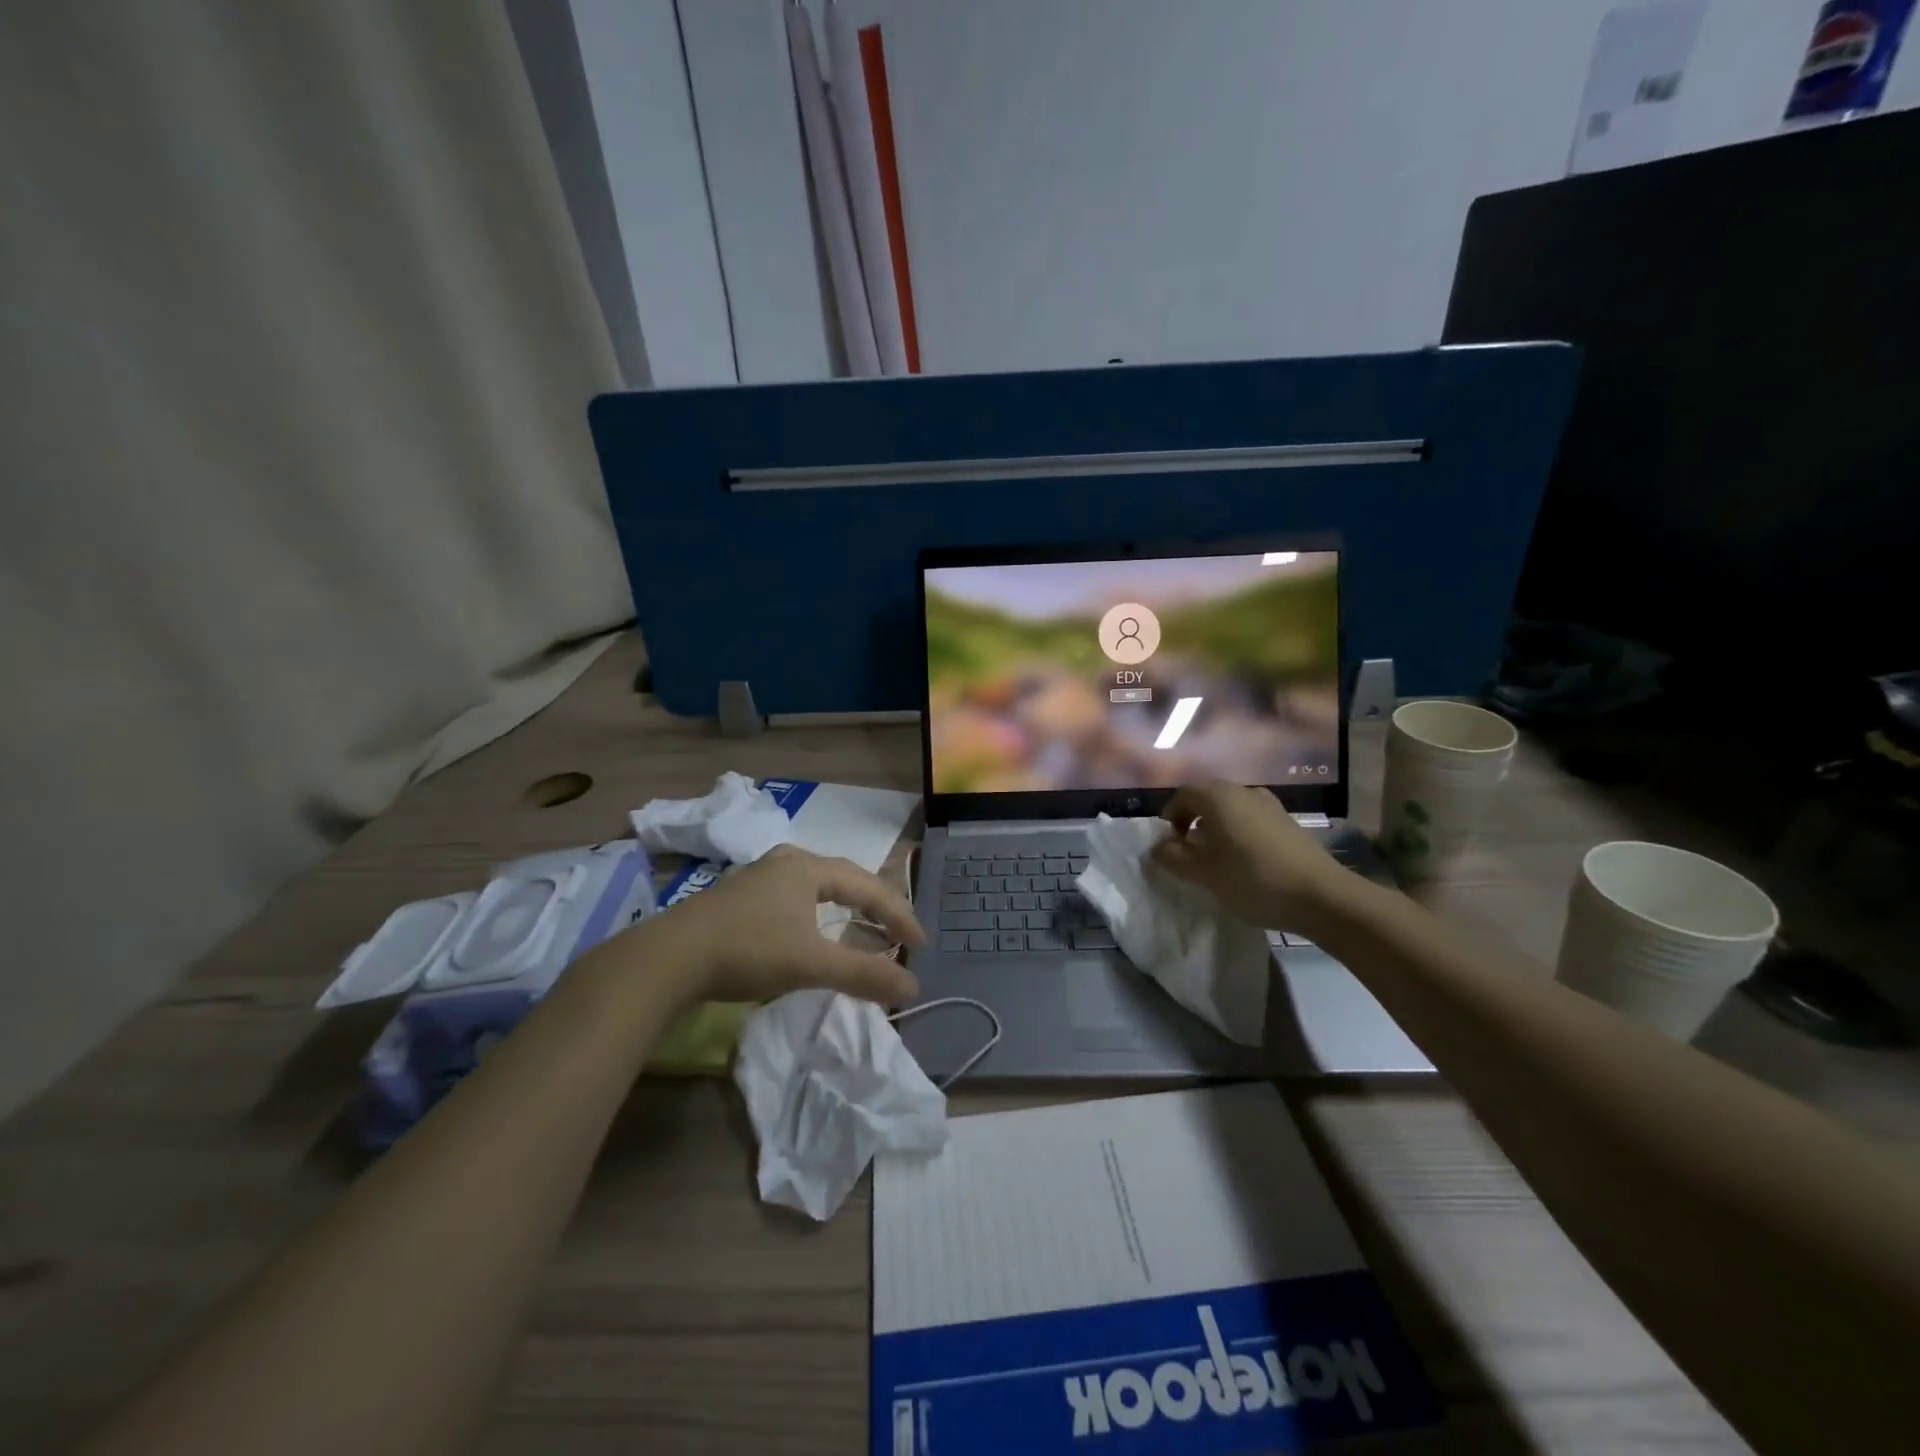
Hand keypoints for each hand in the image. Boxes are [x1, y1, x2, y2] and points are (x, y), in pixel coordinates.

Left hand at [646, 846, 923, 1005]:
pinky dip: (820, 915)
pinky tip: (816, 932)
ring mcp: (761, 877)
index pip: (868, 886)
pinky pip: (797, 899)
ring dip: (847, 910)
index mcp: (808, 867)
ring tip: (866, 931)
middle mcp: (787, 862)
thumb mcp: (811, 963)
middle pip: (845, 879)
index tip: (920, 944)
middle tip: (899, 934)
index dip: (898, 914)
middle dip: (876, 907)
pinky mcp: (741, 898)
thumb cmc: (748, 950)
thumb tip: (912, 988)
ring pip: (819, 888)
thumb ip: (863, 974)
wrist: (668, 958)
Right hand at [1153, 781, 1346, 930]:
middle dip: (1193, 819)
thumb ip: (1174, 858)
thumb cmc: (1252, 880)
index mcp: (1218, 797)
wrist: (1322, 896)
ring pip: (1231, 807)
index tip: (1170, 842)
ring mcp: (1270, 804)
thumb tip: (1157, 847)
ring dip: (1217, 826)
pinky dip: (1239, 831)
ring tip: (1217, 857)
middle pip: (1208, 797)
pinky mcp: (1288, 821)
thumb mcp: (1204, 874)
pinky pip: (1251, 818)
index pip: (1183, 794)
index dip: (1171, 815)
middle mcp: (1243, 792)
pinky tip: (1245, 860)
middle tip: (1189, 849)